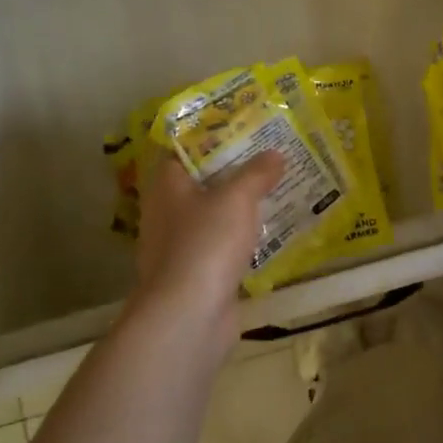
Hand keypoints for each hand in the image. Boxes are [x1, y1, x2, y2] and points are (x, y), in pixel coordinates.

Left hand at [130, 150, 283, 342]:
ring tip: (276, 188)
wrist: (188, 315)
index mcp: (167, 184)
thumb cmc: (205, 243)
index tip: (242, 126)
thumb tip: (275, 154)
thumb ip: (256, 173)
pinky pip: (221, 245)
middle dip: (233, 169)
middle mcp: (167, 211)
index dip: (210, 135)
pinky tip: (269, 231)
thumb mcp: (237, 198)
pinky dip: (241, 238)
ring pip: (212, 214)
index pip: (183, 148)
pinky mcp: (195, 274)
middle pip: (201, 181)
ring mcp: (179, 245)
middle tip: (269, 154)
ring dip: (238, 205)